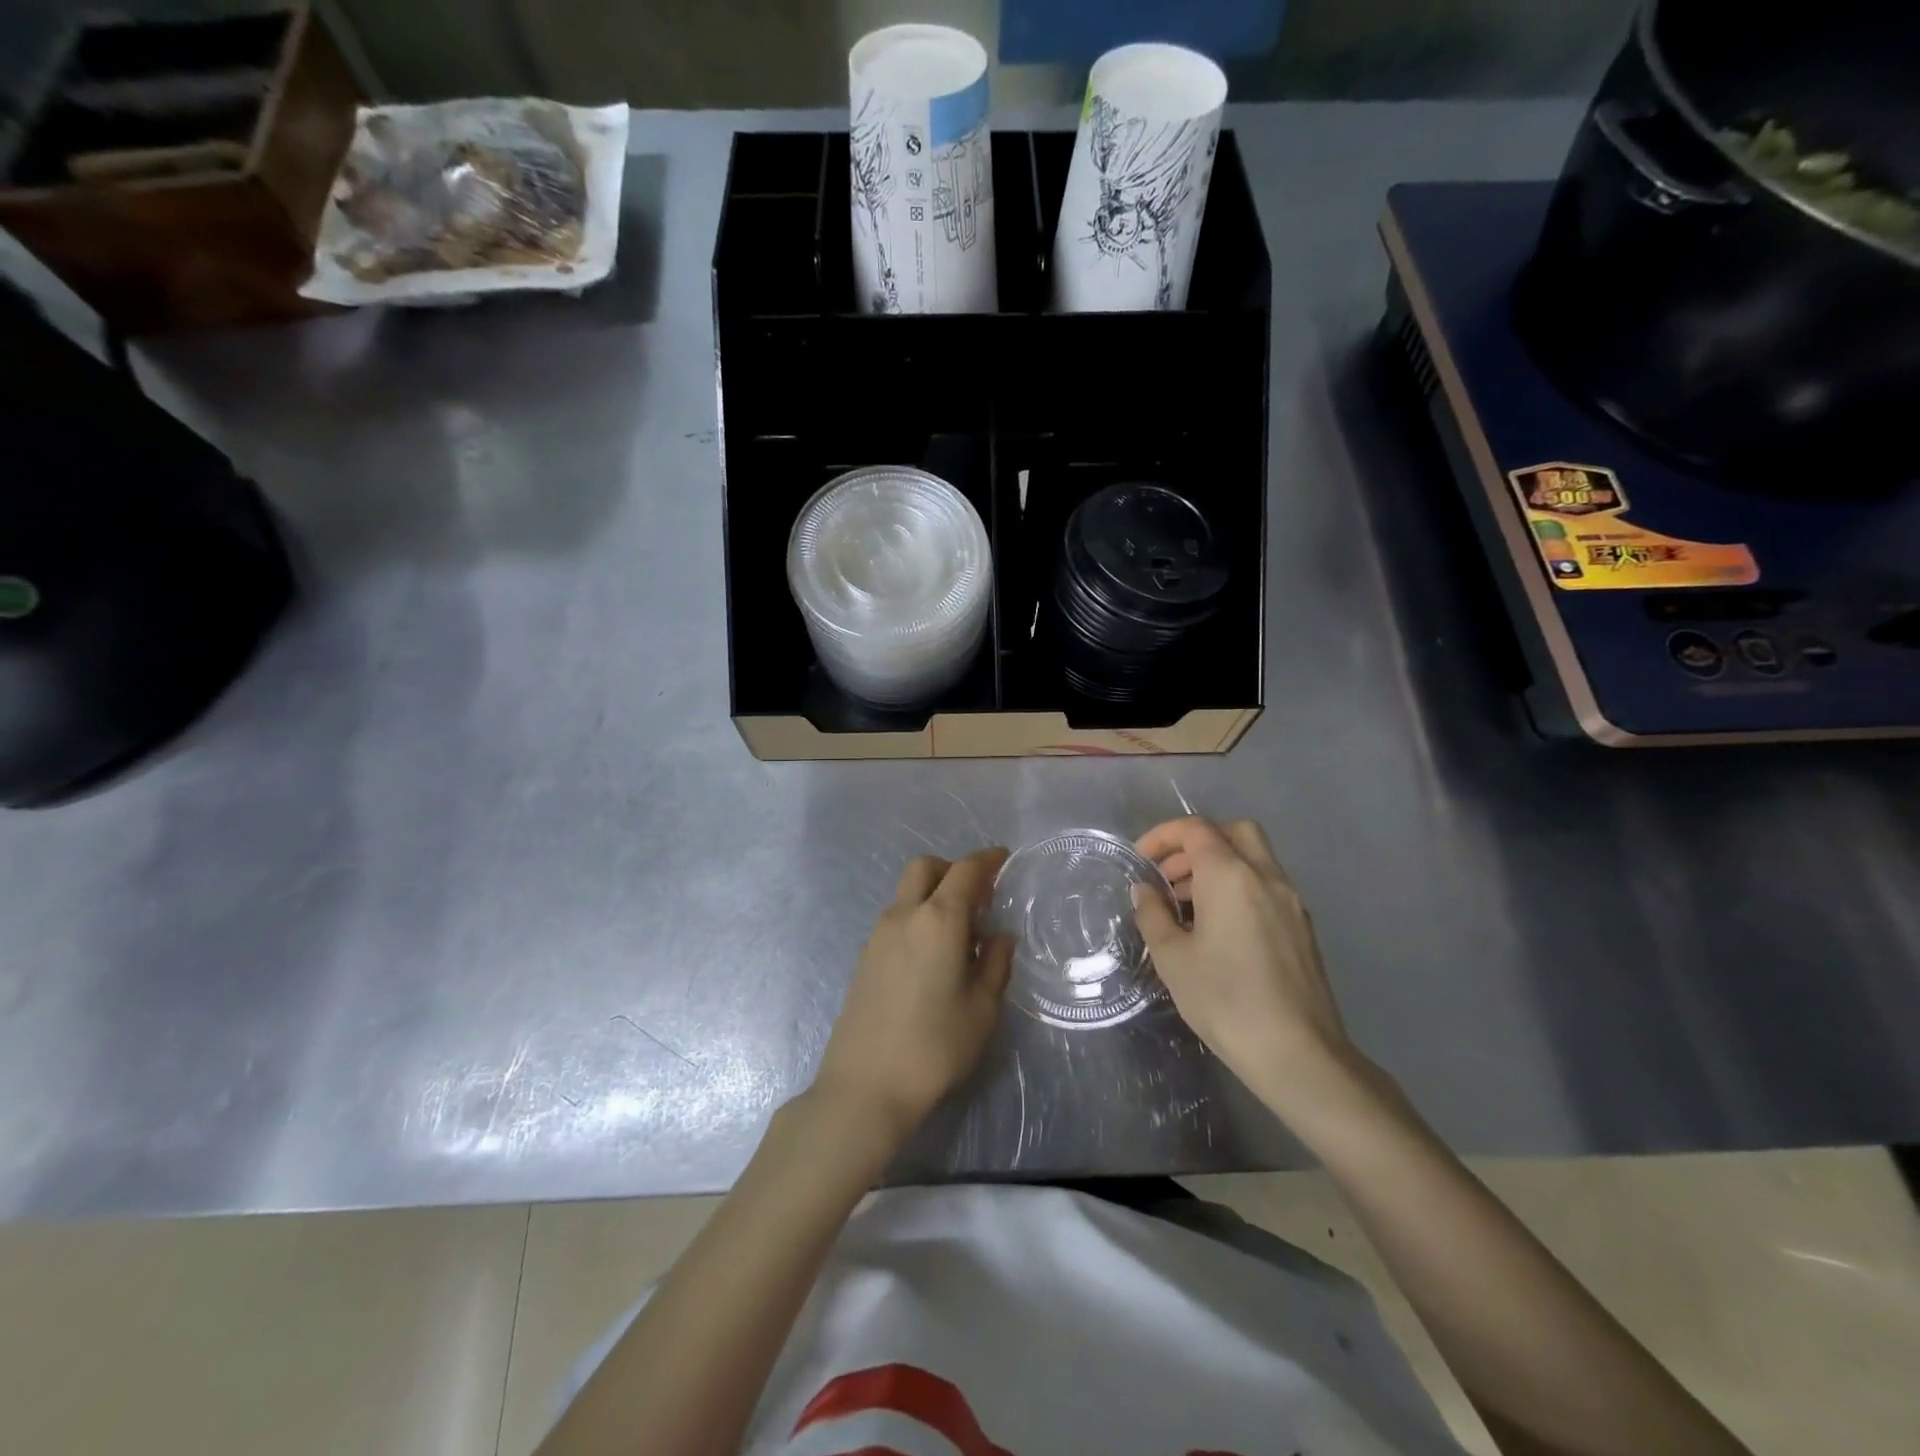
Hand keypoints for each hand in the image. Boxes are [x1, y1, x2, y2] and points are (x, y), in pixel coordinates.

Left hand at [813, 848, 1013, 1144]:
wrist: (866, 1085)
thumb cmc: (935, 1046)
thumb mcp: (982, 1009)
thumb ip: (996, 964)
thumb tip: (1000, 937)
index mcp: (939, 919)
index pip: (965, 870)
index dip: (987, 860)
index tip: (1003, 859)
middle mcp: (904, 916)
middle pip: (925, 868)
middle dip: (952, 869)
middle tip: (977, 897)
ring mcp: (878, 935)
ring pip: (907, 893)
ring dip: (933, 895)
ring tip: (959, 934)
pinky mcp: (864, 957)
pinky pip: (896, 919)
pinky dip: (917, 918)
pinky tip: (931, 956)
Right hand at [1133, 817, 1366, 1119]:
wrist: (1298, 1054)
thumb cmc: (1225, 1001)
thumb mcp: (1173, 958)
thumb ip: (1153, 915)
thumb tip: (1145, 891)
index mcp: (1230, 875)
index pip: (1195, 829)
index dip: (1163, 836)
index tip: (1141, 860)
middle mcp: (1266, 876)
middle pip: (1233, 832)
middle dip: (1196, 843)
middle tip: (1170, 875)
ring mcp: (1291, 901)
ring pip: (1253, 858)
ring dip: (1218, 866)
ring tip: (1187, 906)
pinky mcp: (1302, 927)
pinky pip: (1266, 885)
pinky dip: (1239, 887)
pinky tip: (1219, 929)